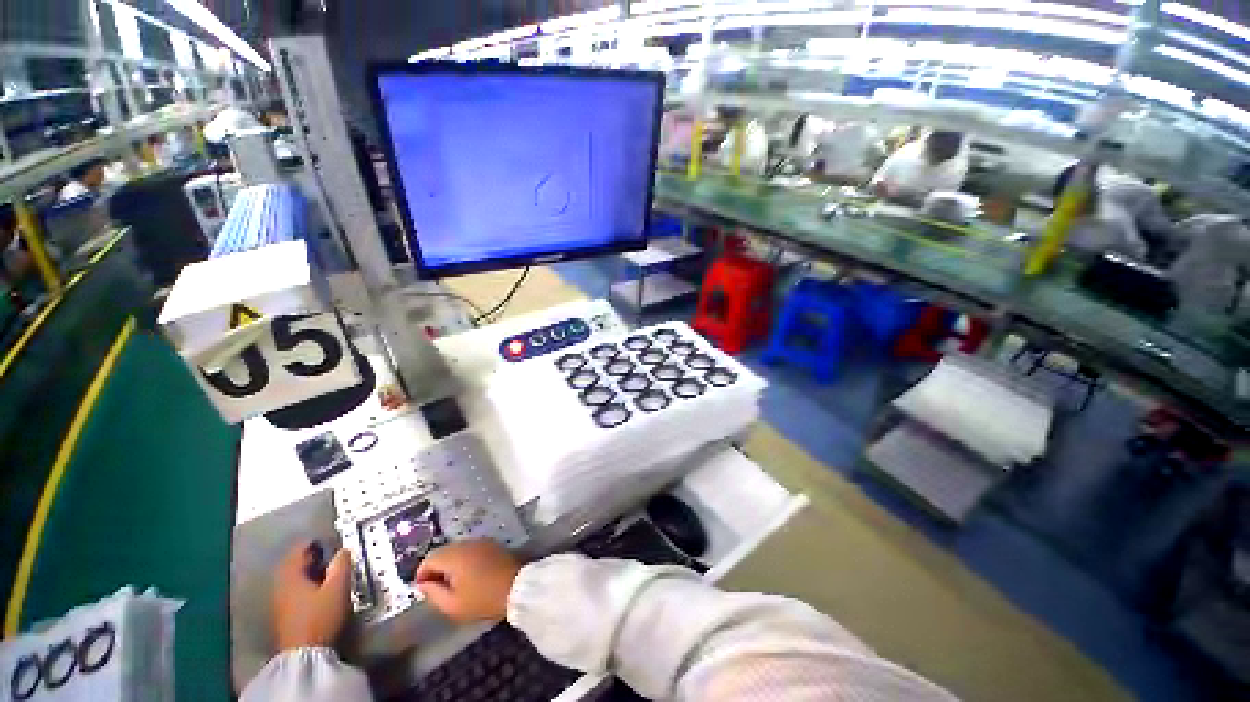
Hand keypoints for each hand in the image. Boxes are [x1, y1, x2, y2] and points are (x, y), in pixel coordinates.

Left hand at [272, 541, 352, 650]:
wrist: (304, 653)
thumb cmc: (321, 616)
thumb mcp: (338, 588)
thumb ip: (341, 566)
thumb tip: (343, 550)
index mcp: (291, 576)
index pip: (297, 551)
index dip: (311, 544)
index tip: (326, 541)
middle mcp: (280, 586)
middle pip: (291, 565)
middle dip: (307, 558)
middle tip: (326, 555)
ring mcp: (278, 602)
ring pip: (290, 579)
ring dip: (305, 573)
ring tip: (323, 572)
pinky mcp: (282, 615)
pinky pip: (290, 591)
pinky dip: (302, 585)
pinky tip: (314, 591)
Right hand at [414, 540, 521, 622]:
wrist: (516, 587)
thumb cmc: (482, 599)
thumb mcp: (452, 605)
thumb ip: (433, 593)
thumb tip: (422, 583)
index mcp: (454, 555)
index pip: (429, 559)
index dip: (421, 574)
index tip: (422, 589)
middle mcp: (466, 543)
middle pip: (442, 552)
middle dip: (435, 568)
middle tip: (435, 588)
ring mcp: (480, 541)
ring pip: (456, 549)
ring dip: (449, 563)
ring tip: (451, 584)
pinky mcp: (491, 544)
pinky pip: (470, 549)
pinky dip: (463, 560)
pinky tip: (467, 575)